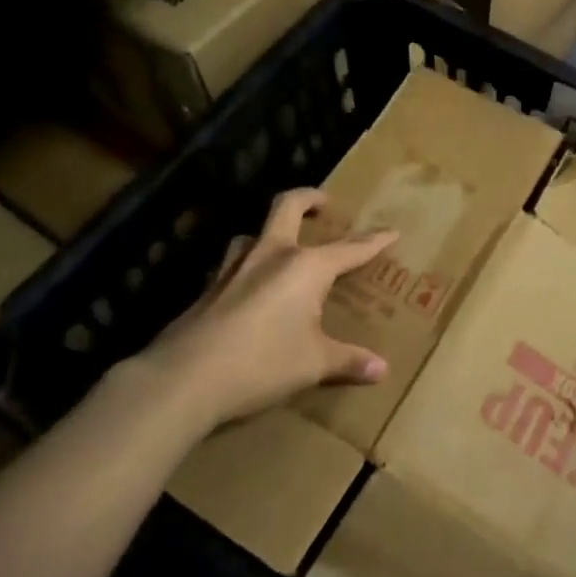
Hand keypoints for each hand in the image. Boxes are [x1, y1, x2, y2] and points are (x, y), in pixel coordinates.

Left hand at [143, 188, 396, 429]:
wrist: (184, 378)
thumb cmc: (261, 363)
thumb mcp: (313, 364)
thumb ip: (348, 361)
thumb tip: (382, 370)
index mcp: (305, 267)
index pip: (349, 248)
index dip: (373, 241)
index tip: (391, 231)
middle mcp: (271, 255)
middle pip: (288, 206)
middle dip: (310, 198)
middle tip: (324, 203)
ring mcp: (234, 267)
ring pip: (254, 232)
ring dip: (272, 231)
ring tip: (283, 246)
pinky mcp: (209, 287)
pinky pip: (235, 262)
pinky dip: (249, 264)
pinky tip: (249, 287)